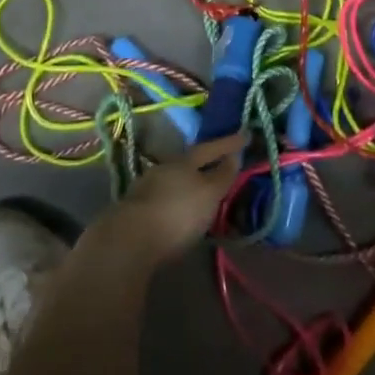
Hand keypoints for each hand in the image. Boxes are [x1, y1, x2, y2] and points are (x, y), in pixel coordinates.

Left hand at [104, 134, 245, 264]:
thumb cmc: (177, 213)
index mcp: (184, 161)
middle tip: (222, 165)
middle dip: (206, 164)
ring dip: (189, 184)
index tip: (245, 134)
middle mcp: (164, 169)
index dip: (229, 143)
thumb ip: (222, 175)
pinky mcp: (135, 210)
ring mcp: (146, 188)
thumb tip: (234, 156)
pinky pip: (164, 198)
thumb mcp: (208, 194)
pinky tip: (180, 212)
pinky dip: (176, 201)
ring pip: (174, 181)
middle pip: (189, 163)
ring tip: (202, 193)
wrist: (128, 240)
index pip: (210, 148)